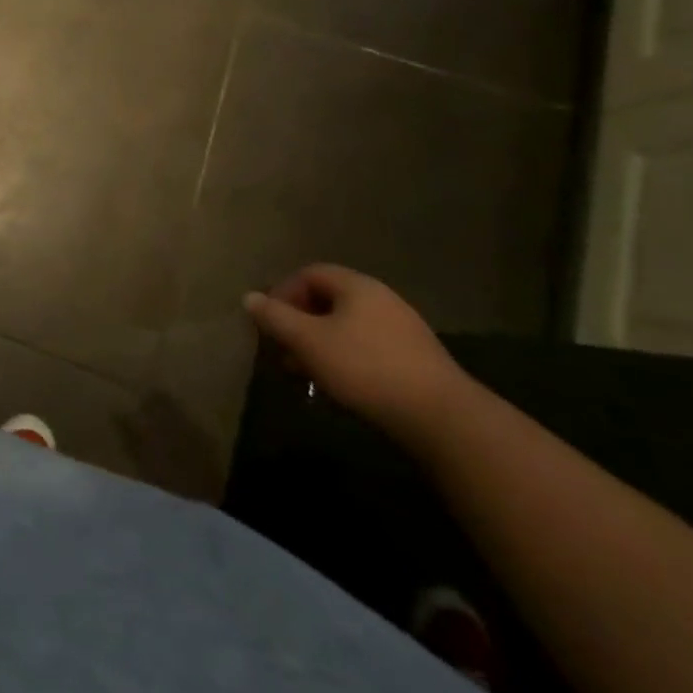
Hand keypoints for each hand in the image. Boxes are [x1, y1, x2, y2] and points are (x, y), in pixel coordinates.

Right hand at [244, 265, 468, 443]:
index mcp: (357, 286)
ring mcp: (403, 329)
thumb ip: (275, 317)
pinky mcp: (416, 359)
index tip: (269, 322)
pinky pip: (367, 347)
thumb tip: (249, 297)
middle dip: (299, 323)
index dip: (282, 293)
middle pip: (327, 300)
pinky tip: (339, 384)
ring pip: (346, 327)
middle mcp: (381, 299)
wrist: (443, 419)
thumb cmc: (366, 368)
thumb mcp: (308, 341)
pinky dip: (344, 358)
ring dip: (319, 344)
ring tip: (305, 373)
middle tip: (282, 350)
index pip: (308, 273)